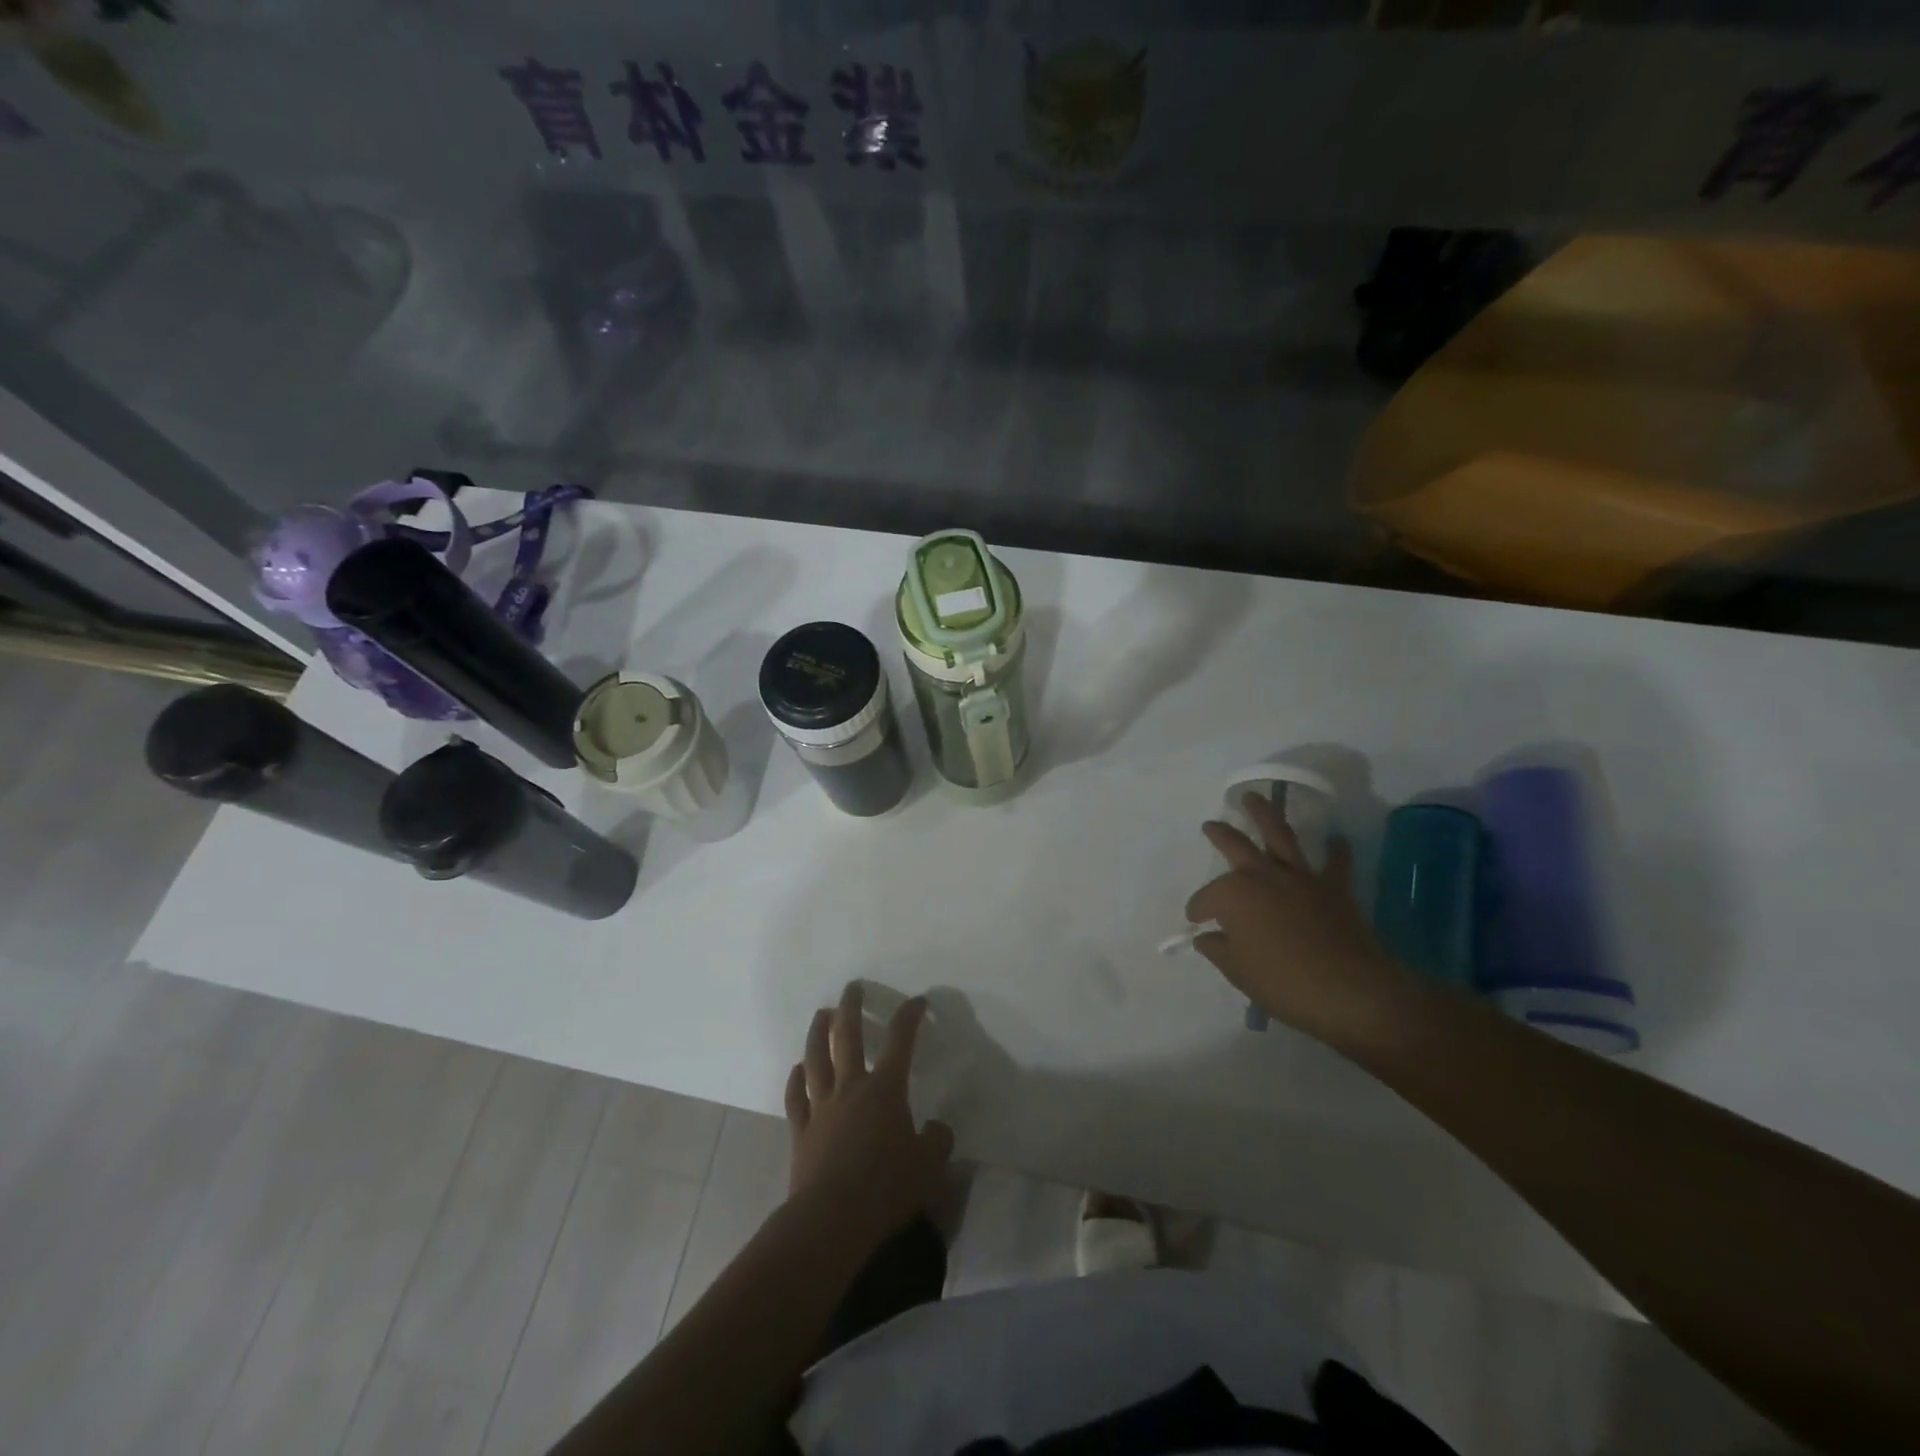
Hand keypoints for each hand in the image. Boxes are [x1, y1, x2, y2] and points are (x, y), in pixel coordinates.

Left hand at [784, 984, 954, 1255]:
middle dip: (852, 1007)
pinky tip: (796, 1069)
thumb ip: (937, 1141)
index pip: (901, 1041)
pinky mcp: (801, 1131)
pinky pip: (796, 1096)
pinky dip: (795, 1078)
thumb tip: (936, 1128)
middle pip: (848, 1036)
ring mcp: (821, 1107)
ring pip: (816, 1058)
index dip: (910, 1016)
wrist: (831, 1219)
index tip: (917, 1002)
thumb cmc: (885, 1188)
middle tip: (852, 987)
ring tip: (822, 1014)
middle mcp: (851, 1087)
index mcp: (885, 1089)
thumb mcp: (929, 1166)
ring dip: (819, 1032)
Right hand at [1185, 794, 1416, 1045]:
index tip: (1197, 923)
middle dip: (1221, 834)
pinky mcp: (1333, 887)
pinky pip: (1336, 862)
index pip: (1207, 898)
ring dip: (1266, 814)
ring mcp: (1300, 877)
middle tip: (1211, 825)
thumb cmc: (1282, 982)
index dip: (1199, 910)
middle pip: (1236, 845)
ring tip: (1255, 797)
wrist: (1348, 991)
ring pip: (1280, 835)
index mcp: (1233, 895)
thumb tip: (1207, 937)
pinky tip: (1336, 838)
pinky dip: (1336, 849)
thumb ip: (1218, 950)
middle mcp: (1262, 875)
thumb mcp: (1238, 972)